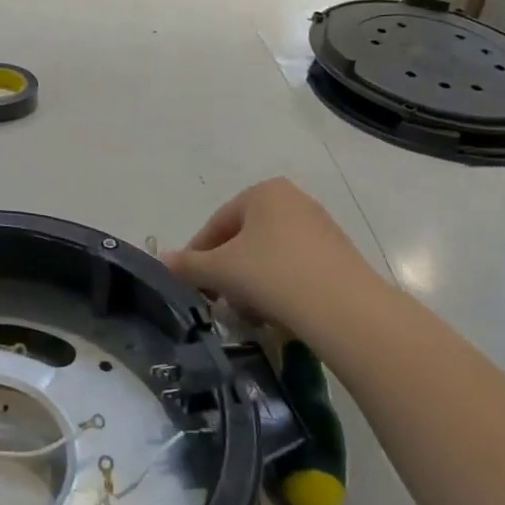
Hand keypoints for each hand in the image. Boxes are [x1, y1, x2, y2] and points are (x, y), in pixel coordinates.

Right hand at [164, 179, 383, 332]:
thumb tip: (161, 260)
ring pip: (269, 255)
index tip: (190, 283)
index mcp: (264, 191)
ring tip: (246, 311)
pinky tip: (276, 312)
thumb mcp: (220, 269)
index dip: (198, 255)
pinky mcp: (338, 255)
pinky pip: (295, 267)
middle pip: (244, 238)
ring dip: (250, 281)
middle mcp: (294, 200)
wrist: (344, 309)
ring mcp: (320, 227)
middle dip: (227, 270)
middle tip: (217, 299)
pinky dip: (278, 286)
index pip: (217, 224)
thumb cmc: (273, 275)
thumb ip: (187, 264)